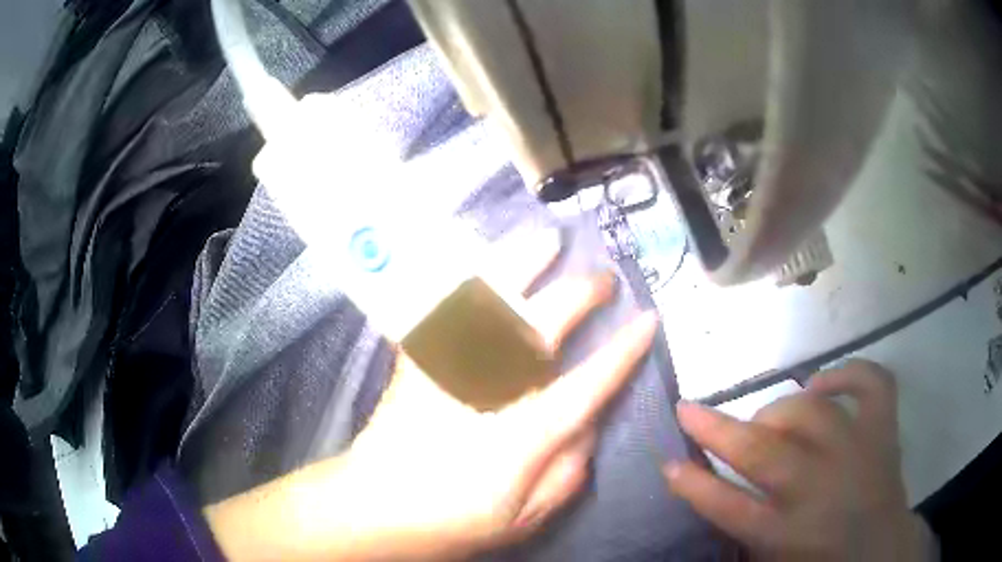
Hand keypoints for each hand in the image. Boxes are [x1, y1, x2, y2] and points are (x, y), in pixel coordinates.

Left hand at [205, 230, 658, 560]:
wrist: (375, 507)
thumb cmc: (453, 519)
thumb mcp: (524, 517)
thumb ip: (567, 471)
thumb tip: (590, 424)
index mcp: (521, 436)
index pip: (586, 384)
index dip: (622, 351)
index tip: (647, 319)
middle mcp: (488, 391)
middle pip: (541, 326)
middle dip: (580, 293)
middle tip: (603, 276)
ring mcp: (448, 368)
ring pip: (490, 301)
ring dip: (523, 263)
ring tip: (547, 238)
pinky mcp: (418, 361)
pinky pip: (443, 307)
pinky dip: (463, 278)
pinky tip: (480, 259)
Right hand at [665, 360, 934, 560]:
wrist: (881, 550)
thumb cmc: (822, 560)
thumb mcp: (774, 556)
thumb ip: (743, 528)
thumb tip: (711, 485)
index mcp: (789, 535)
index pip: (729, 508)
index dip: (694, 485)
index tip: (667, 463)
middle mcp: (823, 490)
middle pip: (764, 454)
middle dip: (719, 430)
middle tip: (691, 410)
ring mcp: (859, 453)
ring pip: (811, 413)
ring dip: (778, 410)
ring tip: (767, 419)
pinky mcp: (884, 431)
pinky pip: (871, 384)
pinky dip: (846, 373)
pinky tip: (822, 383)